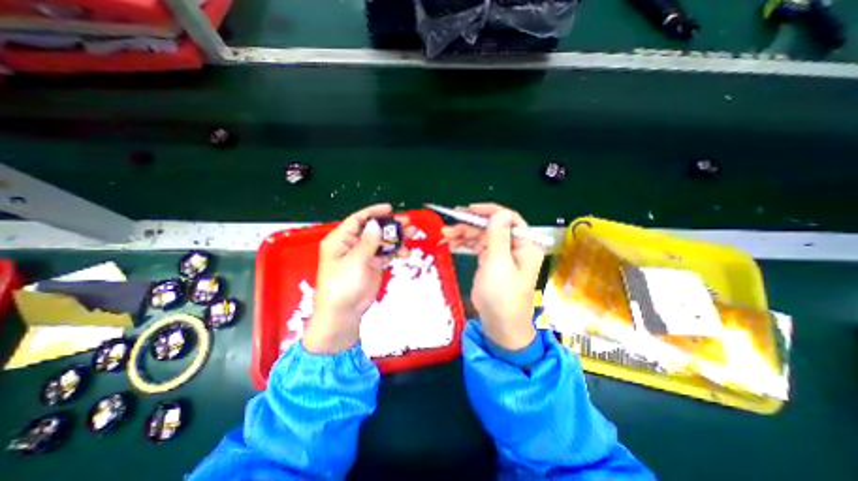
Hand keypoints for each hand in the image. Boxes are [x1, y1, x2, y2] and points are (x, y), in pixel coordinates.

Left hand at [304, 202, 414, 351]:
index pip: (358, 220)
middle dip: (390, 225)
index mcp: (341, 240)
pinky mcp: (373, 265)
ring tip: (412, 233)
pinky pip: (386, 254)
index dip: (374, 212)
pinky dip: (396, 252)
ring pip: (382, 241)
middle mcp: (352, 244)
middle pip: (373, 229)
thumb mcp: (355, 261)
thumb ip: (367, 242)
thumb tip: (375, 224)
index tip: (390, 209)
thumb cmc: (343, 284)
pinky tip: (406, 253)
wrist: (344, 313)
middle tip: (408, 221)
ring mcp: (363, 255)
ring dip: (396, 237)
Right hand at [443, 203, 540, 348]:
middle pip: (492, 227)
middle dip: (470, 225)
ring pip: (482, 236)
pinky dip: (465, 244)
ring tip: (446, 234)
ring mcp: (501, 254)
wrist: (499, 324)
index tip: (469, 210)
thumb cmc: (502, 295)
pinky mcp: (490, 262)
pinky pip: (477, 247)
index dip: (489, 212)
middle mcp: (514, 246)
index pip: (508, 219)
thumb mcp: (499, 264)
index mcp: (525, 245)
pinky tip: (452, 243)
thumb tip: (499, 212)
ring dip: (464, 233)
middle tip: (450, 225)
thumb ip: (498, 236)